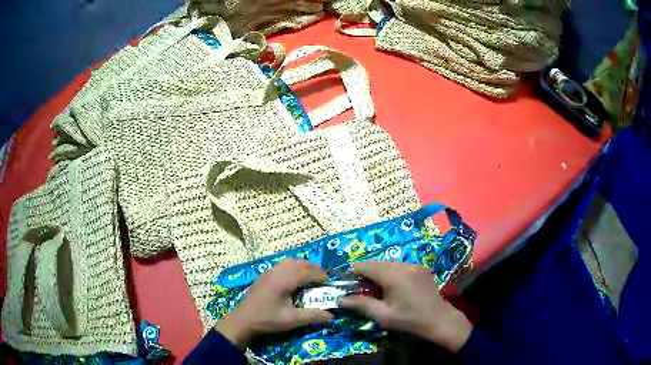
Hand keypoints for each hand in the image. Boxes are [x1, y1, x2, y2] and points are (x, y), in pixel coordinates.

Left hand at [215, 259, 333, 348]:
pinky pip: (281, 265)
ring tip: (310, 277)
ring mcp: (268, 272)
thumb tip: (332, 317)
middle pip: (299, 263)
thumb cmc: (267, 320)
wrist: (243, 320)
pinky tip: (294, 280)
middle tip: (322, 279)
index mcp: (284, 280)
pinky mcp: (263, 276)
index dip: (321, 276)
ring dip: (302, 266)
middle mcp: (276, 272)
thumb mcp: (292, 320)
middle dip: (313, 268)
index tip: (330, 283)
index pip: (307, 272)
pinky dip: (292, 268)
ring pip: (289, 262)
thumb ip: (313, 316)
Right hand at [338, 261, 472, 352]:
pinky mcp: (421, 268)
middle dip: (366, 271)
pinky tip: (391, 285)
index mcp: (394, 276)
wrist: (439, 319)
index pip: (367, 266)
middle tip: (358, 285)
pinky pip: (400, 265)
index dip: (354, 271)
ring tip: (374, 286)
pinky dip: (391, 271)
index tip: (346, 281)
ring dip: (378, 271)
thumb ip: (361, 304)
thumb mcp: (383, 315)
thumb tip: (340, 299)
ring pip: (389, 262)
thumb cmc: (410, 320)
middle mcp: (404, 265)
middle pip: (378, 262)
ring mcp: (414, 265)